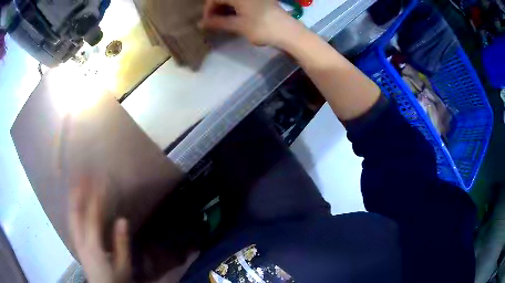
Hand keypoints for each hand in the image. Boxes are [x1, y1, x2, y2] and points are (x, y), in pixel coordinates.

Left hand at [69, 181, 131, 282]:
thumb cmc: (115, 279)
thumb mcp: (123, 265)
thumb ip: (121, 243)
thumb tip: (122, 220)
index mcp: (93, 246)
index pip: (93, 216)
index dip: (96, 198)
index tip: (101, 181)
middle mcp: (80, 240)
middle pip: (76, 212)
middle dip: (79, 192)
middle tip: (83, 174)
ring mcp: (75, 241)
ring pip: (71, 215)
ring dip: (73, 197)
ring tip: (75, 181)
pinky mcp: (75, 243)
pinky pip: (71, 221)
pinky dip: (71, 208)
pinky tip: (73, 201)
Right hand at [200, 0, 303, 46]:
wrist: (289, 32)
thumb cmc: (262, 28)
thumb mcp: (238, 26)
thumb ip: (217, 23)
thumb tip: (200, 24)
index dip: (208, 10)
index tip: (207, 23)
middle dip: (216, 9)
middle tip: (214, 22)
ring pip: (234, 0)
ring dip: (226, 8)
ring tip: (224, 21)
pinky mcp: (262, 0)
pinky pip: (243, 2)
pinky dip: (236, 8)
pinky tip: (236, 17)